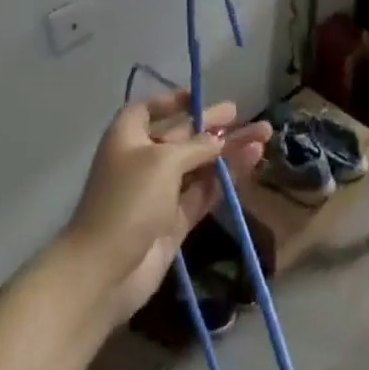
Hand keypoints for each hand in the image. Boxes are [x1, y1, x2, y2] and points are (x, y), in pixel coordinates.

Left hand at [64, 90, 269, 326]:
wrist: (104, 271)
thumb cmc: (128, 201)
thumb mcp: (162, 162)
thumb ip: (196, 147)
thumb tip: (218, 139)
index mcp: (127, 138)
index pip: (148, 110)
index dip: (171, 102)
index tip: (199, 98)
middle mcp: (143, 161)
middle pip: (181, 137)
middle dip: (212, 126)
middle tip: (244, 115)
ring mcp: (160, 193)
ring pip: (199, 165)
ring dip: (228, 151)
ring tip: (264, 136)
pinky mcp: (175, 220)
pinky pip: (205, 191)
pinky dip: (226, 177)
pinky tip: (252, 161)